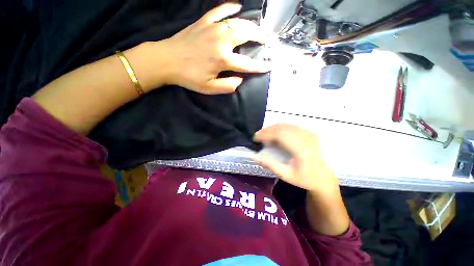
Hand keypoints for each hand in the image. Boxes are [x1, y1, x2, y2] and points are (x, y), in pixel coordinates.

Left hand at [159, 3, 270, 93]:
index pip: (247, 64)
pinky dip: (230, 8)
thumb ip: (228, 86)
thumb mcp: (210, 88)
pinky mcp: (203, 22)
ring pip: (236, 22)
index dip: (259, 66)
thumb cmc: (189, 77)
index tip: (268, 66)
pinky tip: (237, 7)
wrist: (166, 60)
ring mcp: (212, 28)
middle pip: (246, 34)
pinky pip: (219, 11)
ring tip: (257, 28)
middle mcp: (221, 41)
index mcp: (223, 60)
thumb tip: (240, 79)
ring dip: (250, 24)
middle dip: (259, 37)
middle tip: (267, 40)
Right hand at [253, 124, 338, 193]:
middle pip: (281, 127)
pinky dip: (280, 128)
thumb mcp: (286, 175)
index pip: (279, 135)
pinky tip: (275, 133)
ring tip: (264, 134)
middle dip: (267, 130)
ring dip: (272, 128)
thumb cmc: (305, 179)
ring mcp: (308, 134)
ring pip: (286, 125)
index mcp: (301, 149)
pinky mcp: (308, 133)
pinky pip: (290, 126)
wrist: (324, 178)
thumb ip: (270, 165)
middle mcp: (305, 138)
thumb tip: (254, 156)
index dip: (265, 134)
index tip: (255, 138)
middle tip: (257, 136)